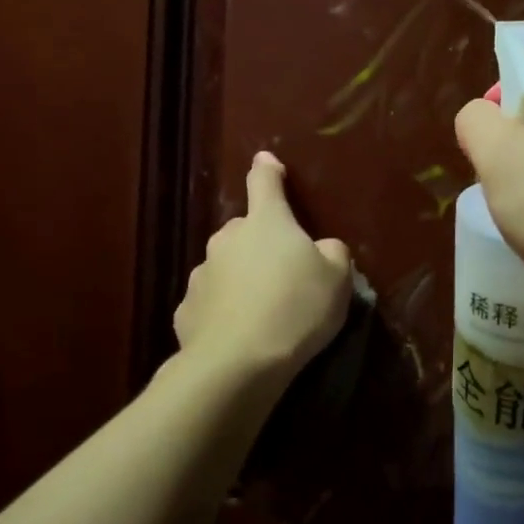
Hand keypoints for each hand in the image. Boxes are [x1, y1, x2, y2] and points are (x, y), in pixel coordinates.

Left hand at [174, 152, 353, 379]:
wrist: (238, 362)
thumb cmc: (296, 308)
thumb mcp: (337, 278)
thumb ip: (332, 253)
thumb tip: (322, 248)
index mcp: (266, 222)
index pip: (264, 183)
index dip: (268, 170)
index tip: (266, 161)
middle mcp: (227, 239)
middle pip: (245, 231)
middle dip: (260, 244)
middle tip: (284, 274)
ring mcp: (202, 274)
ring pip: (226, 267)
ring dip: (241, 279)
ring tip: (263, 313)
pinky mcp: (186, 310)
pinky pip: (212, 303)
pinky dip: (224, 312)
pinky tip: (239, 335)